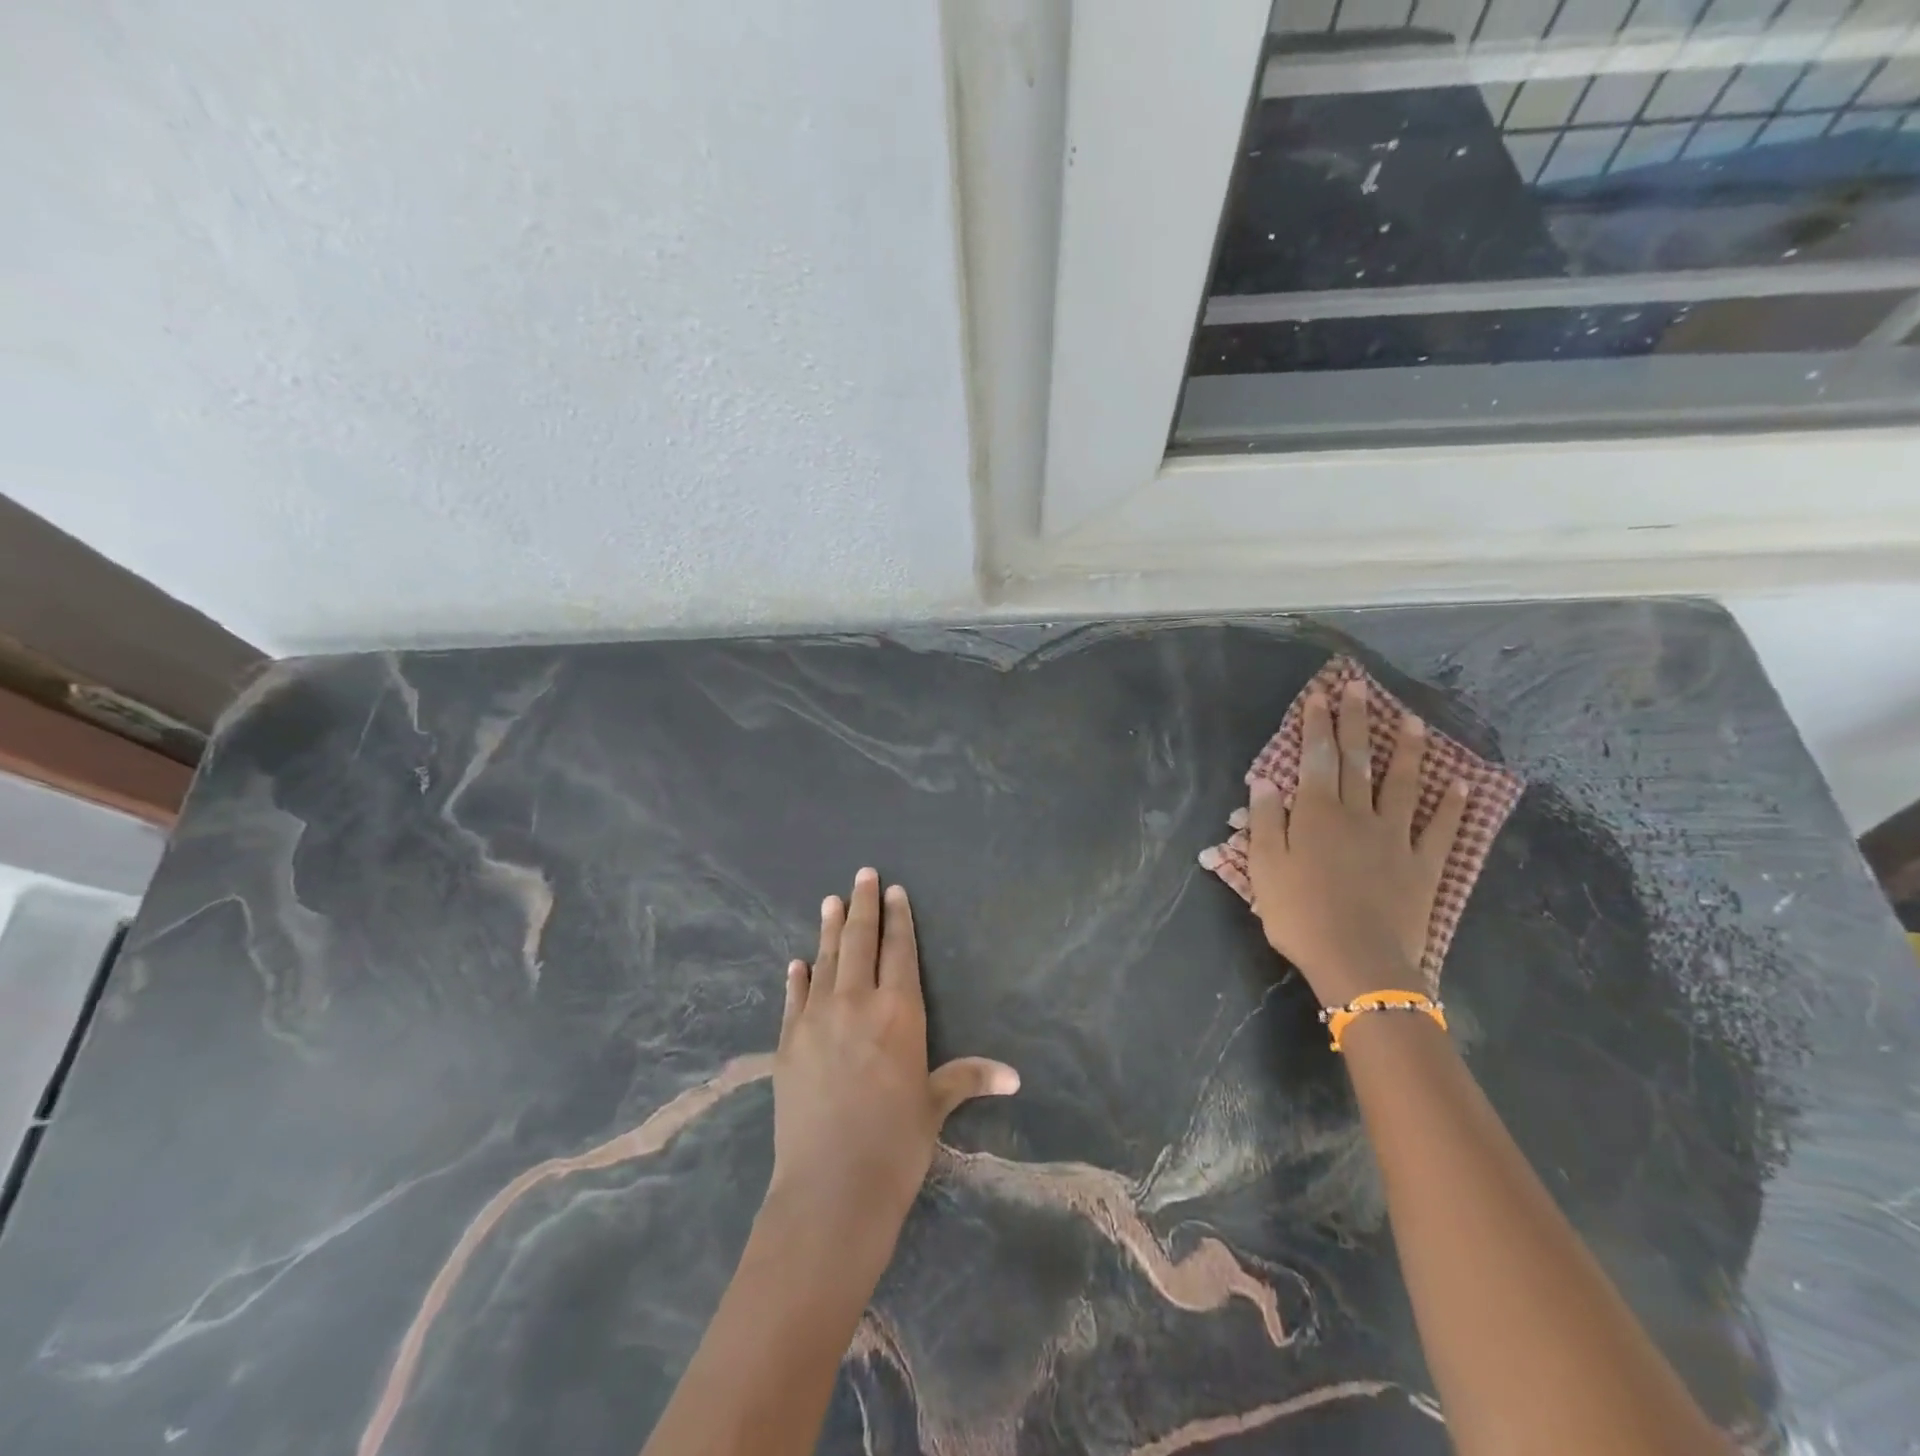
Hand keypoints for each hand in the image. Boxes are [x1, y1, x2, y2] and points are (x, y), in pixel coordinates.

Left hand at [766, 869, 1019, 1257]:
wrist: (831, 1188)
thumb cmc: (896, 1144)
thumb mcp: (935, 1105)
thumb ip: (968, 1077)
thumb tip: (1015, 1075)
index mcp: (900, 1011)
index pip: (899, 950)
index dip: (898, 918)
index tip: (893, 890)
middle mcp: (857, 1002)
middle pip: (860, 941)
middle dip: (862, 905)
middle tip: (862, 874)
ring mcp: (817, 1018)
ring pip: (826, 960)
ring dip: (828, 928)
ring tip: (830, 900)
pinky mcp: (788, 1041)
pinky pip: (794, 998)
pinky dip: (797, 977)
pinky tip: (798, 963)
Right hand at [1246, 680, 1467, 1007]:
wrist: (1358, 961)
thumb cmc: (1300, 914)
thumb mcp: (1265, 868)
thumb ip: (1266, 821)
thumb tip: (1267, 781)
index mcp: (1317, 815)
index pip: (1316, 759)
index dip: (1317, 726)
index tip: (1320, 696)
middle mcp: (1358, 815)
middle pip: (1357, 761)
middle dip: (1356, 722)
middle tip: (1360, 688)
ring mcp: (1396, 838)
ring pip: (1403, 785)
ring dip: (1408, 750)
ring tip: (1414, 720)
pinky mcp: (1423, 865)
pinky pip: (1440, 829)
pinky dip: (1452, 806)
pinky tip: (1461, 784)